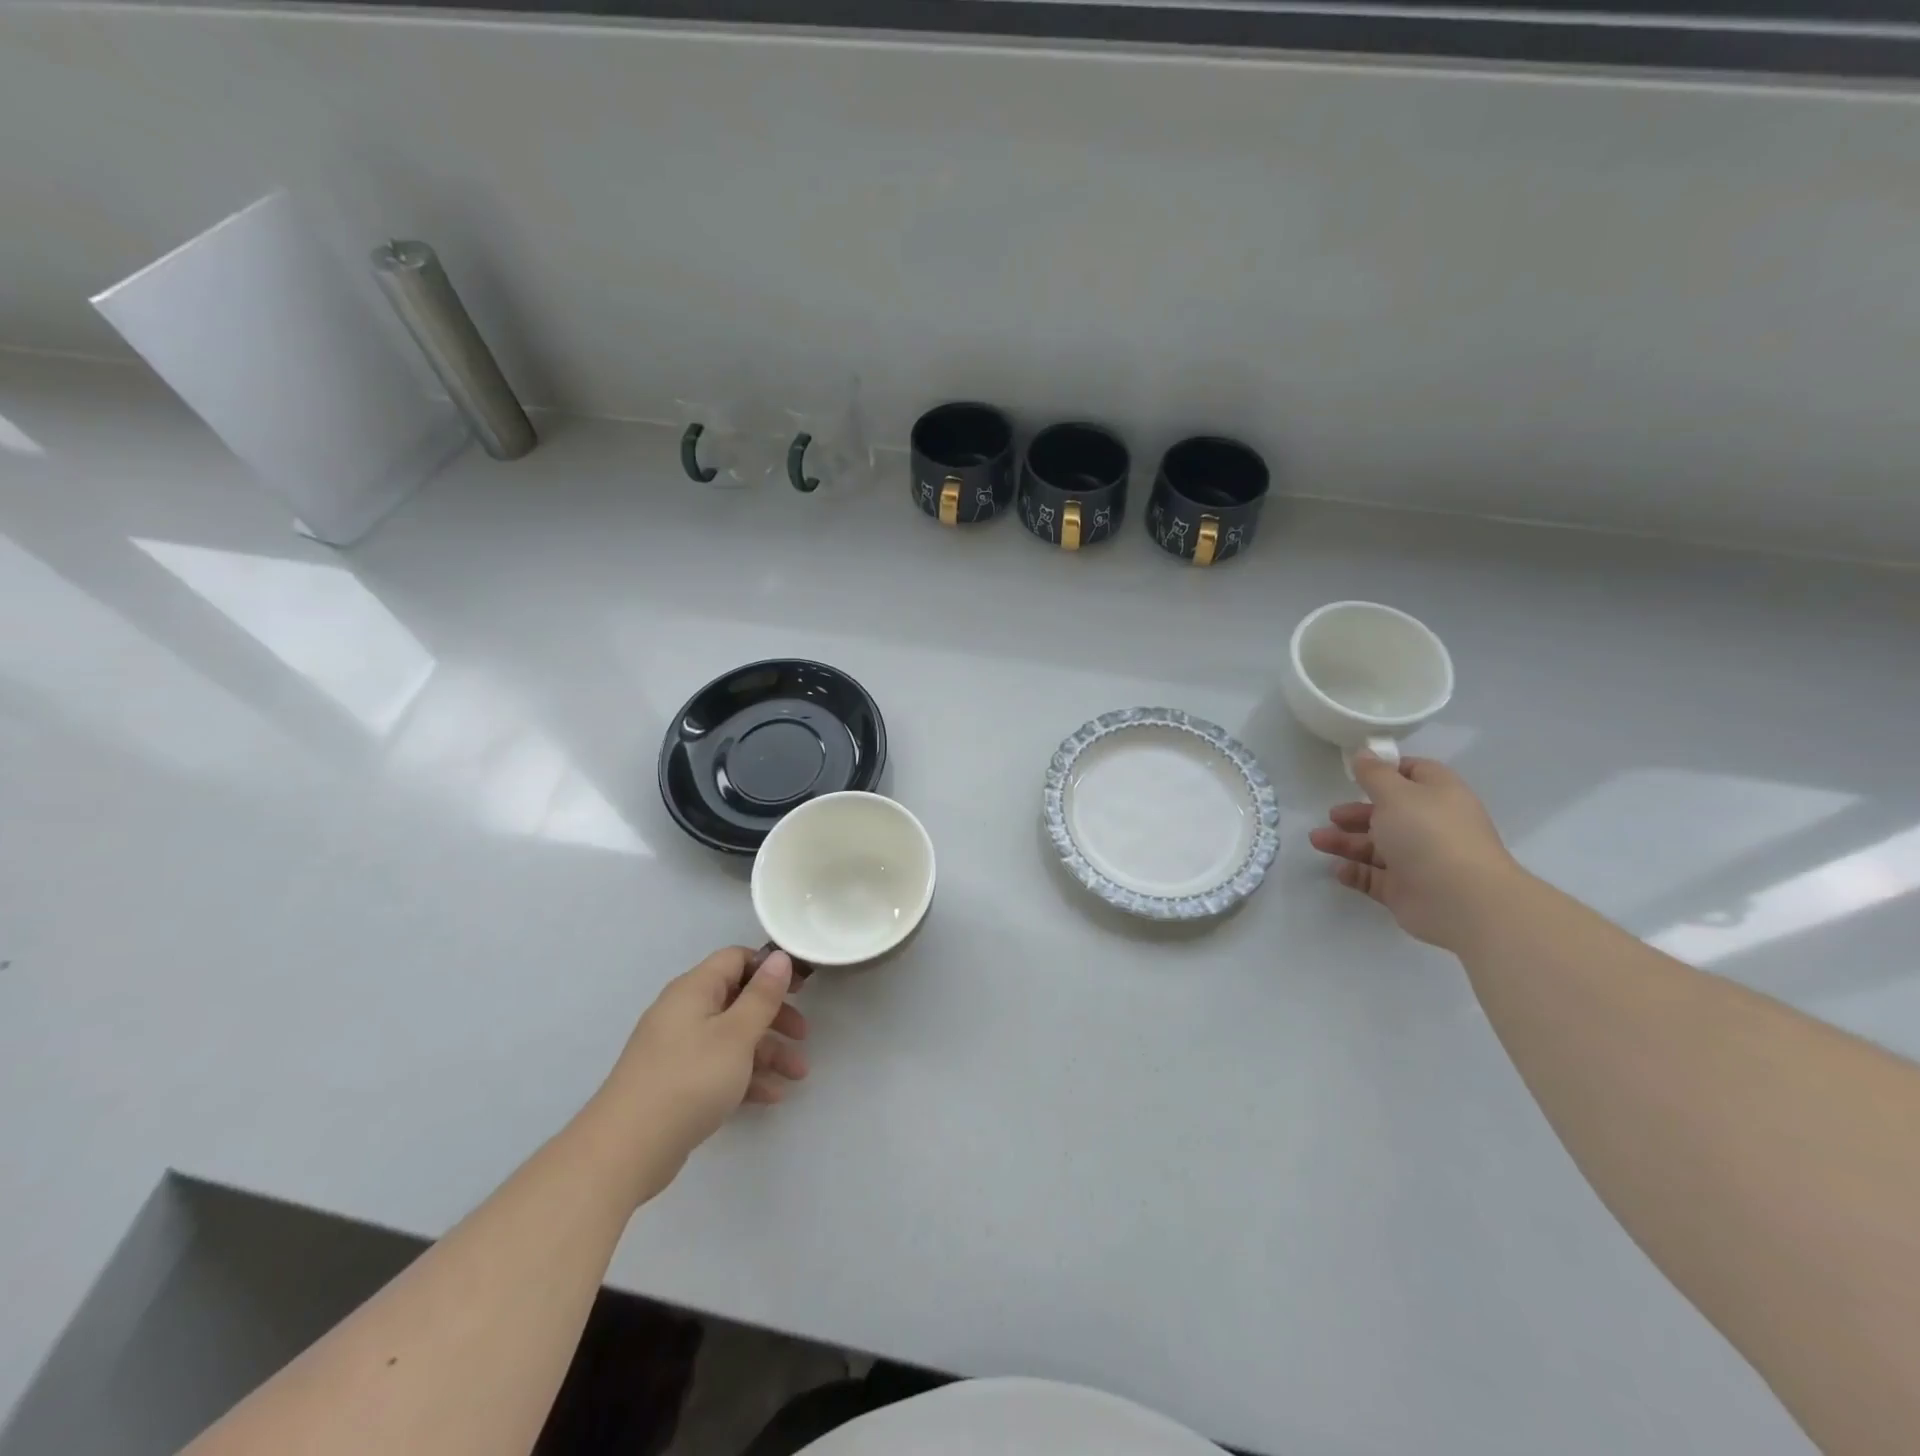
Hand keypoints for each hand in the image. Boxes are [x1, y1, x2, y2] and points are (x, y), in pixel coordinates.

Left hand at [589, 947, 808, 1197]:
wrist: (626, 1150)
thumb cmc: (689, 1079)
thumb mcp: (736, 1034)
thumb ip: (762, 996)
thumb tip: (779, 957)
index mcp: (694, 990)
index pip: (736, 959)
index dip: (769, 968)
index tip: (801, 987)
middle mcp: (683, 1012)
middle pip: (738, 1000)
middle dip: (774, 1017)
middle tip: (803, 1035)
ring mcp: (678, 1049)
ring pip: (732, 1038)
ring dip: (767, 1052)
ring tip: (798, 1076)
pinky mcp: (676, 1082)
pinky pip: (719, 1067)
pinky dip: (745, 1076)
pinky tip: (771, 1097)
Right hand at [1308, 755, 1526, 950]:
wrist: (1460, 901)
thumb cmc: (1428, 834)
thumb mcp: (1396, 793)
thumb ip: (1374, 774)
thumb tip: (1364, 753)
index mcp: (1438, 795)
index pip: (1414, 773)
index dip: (1386, 771)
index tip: (1356, 774)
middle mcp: (1431, 825)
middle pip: (1389, 813)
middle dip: (1356, 813)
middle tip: (1332, 816)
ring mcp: (1420, 859)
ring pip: (1377, 846)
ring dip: (1346, 842)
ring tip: (1317, 842)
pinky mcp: (1407, 889)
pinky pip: (1375, 877)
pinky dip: (1355, 871)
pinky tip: (1337, 869)